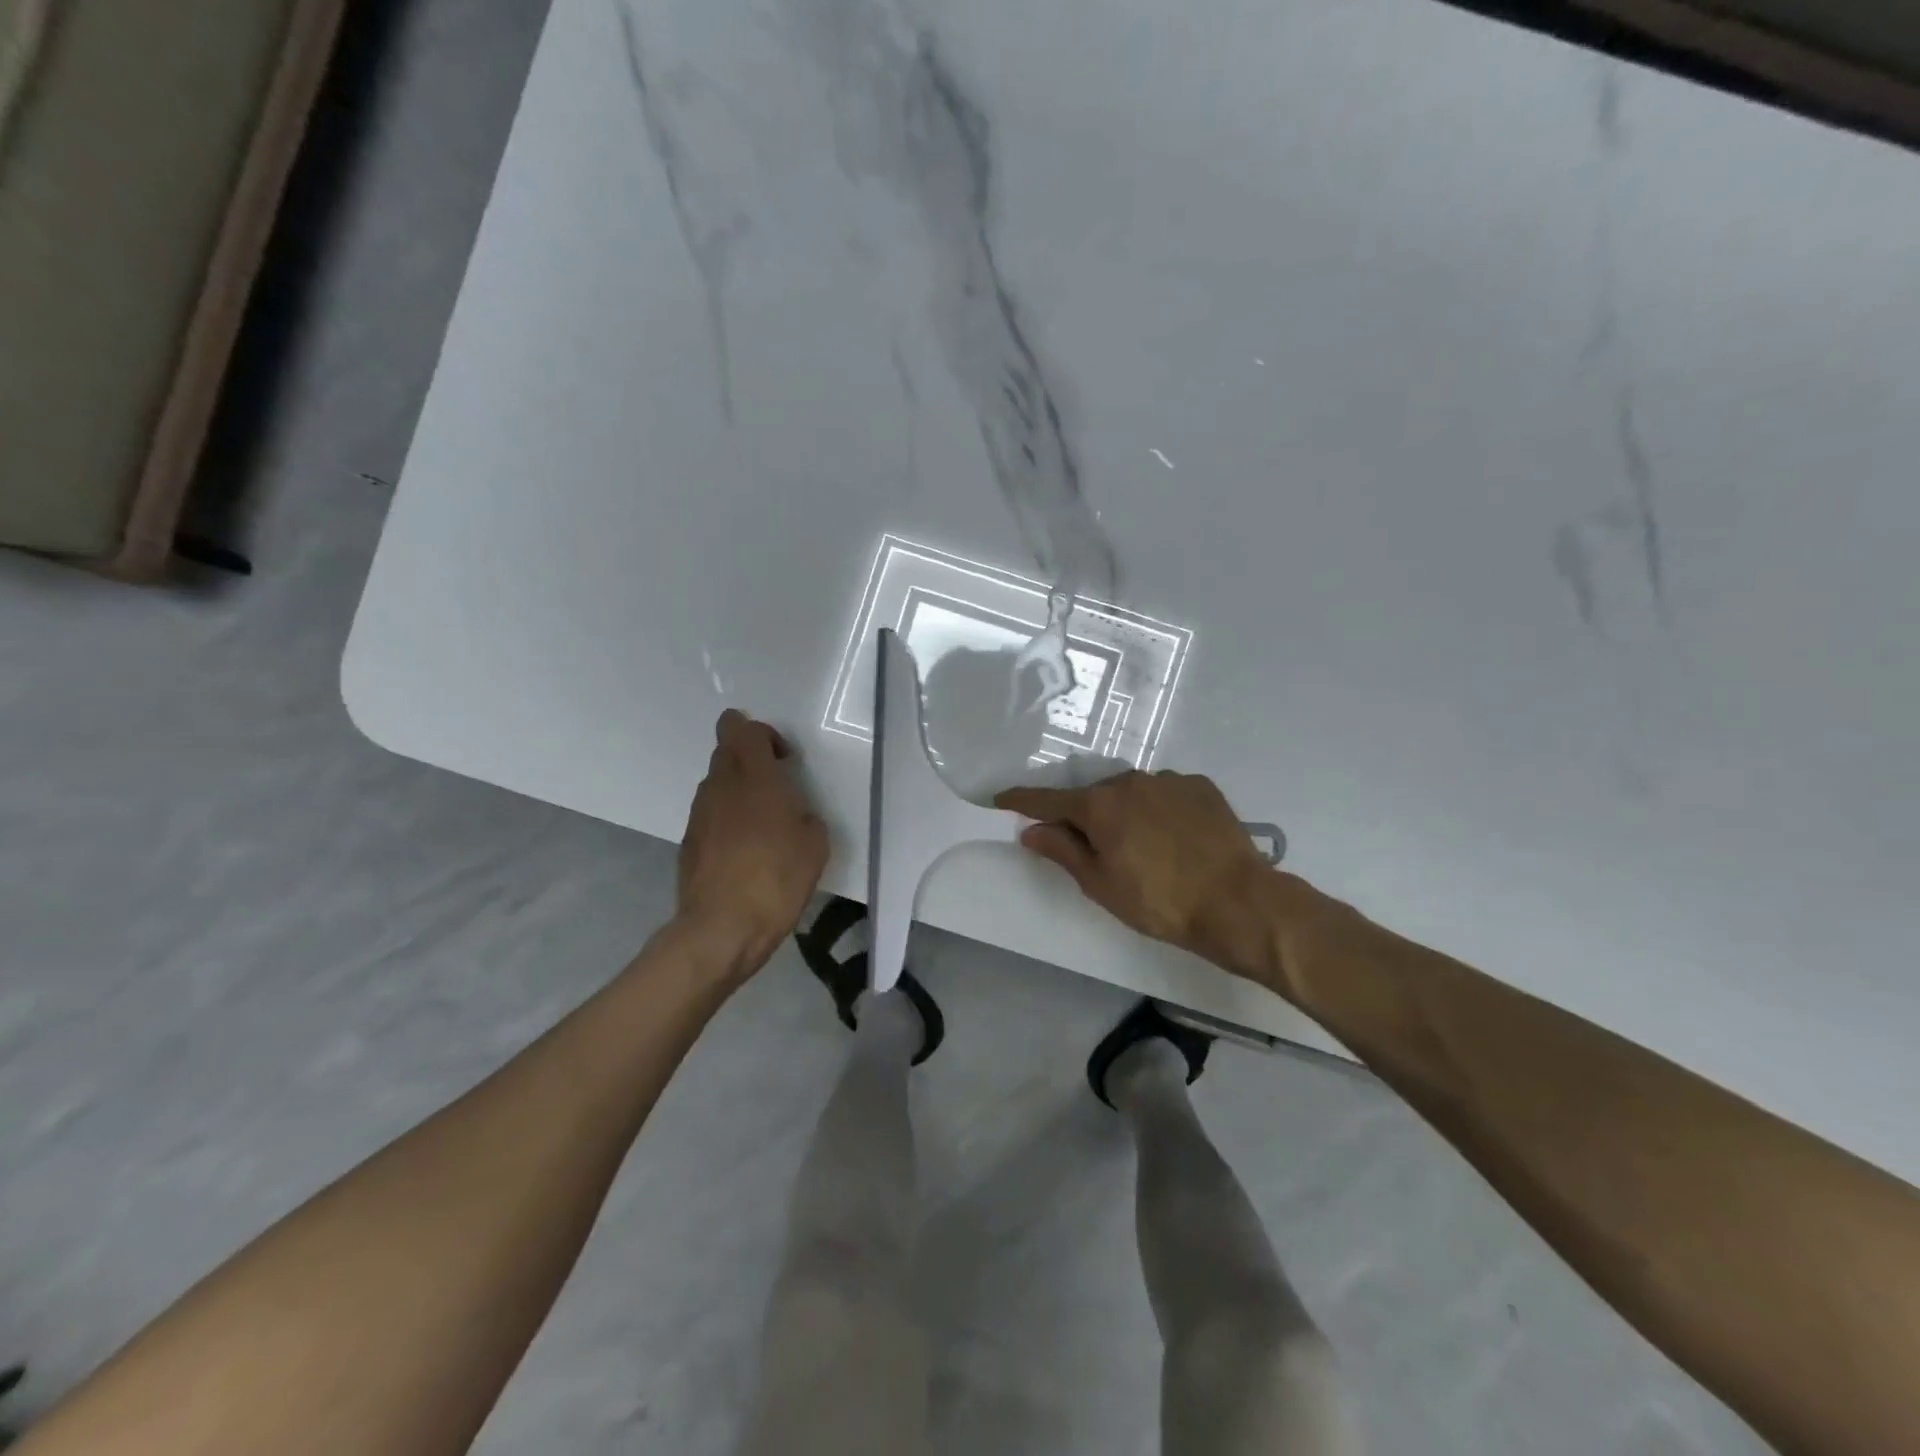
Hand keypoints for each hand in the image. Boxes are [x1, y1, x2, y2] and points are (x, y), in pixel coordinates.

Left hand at [677, 711, 828, 977]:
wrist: (722, 928)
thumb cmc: (777, 879)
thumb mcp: (815, 844)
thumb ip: (804, 814)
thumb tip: (793, 814)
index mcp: (755, 777)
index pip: (742, 728)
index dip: (763, 735)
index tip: (784, 761)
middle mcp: (721, 785)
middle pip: (725, 749)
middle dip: (749, 757)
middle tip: (775, 787)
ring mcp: (699, 814)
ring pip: (716, 782)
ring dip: (738, 789)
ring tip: (762, 824)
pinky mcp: (689, 841)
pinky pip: (710, 814)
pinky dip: (727, 820)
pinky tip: (745, 852)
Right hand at [996, 770, 1284, 976]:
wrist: (1238, 902)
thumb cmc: (1160, 902)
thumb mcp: (1102, 884)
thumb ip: (1063, 851)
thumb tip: (1032, 830)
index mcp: (1100, 806)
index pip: (1049, 800)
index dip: (1022, 801)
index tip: (1001, 798)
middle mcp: (1131, 782)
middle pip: (1094, 797)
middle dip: (1086, 817)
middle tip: (1095, 850)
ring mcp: (1169, 781)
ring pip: (1132, 794)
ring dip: (1127, 813)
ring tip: (1145, 849)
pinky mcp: (1200, 786)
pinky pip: (1166, 794)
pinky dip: (1160, 811)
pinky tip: (1175, 838)